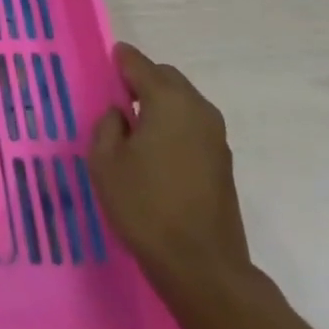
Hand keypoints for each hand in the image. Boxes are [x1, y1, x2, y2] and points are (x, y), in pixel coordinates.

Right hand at [88, 43, 251, 293]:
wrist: (202, 268)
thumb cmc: (146, 208)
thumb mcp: (105, 162)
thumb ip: (107, 125)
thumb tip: (120, 114)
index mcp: (168, 100)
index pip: (138, 63)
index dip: (119, 60)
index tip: (105, 64)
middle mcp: (197, 109)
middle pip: (166, 77)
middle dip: (142, 80)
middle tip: (117, 100)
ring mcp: (216, 136)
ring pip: (183, 102)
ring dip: (160, 104)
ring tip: (135, 130)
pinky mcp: (223, 162)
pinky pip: (193, 126)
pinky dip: (174, 126)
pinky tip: (157, 153)